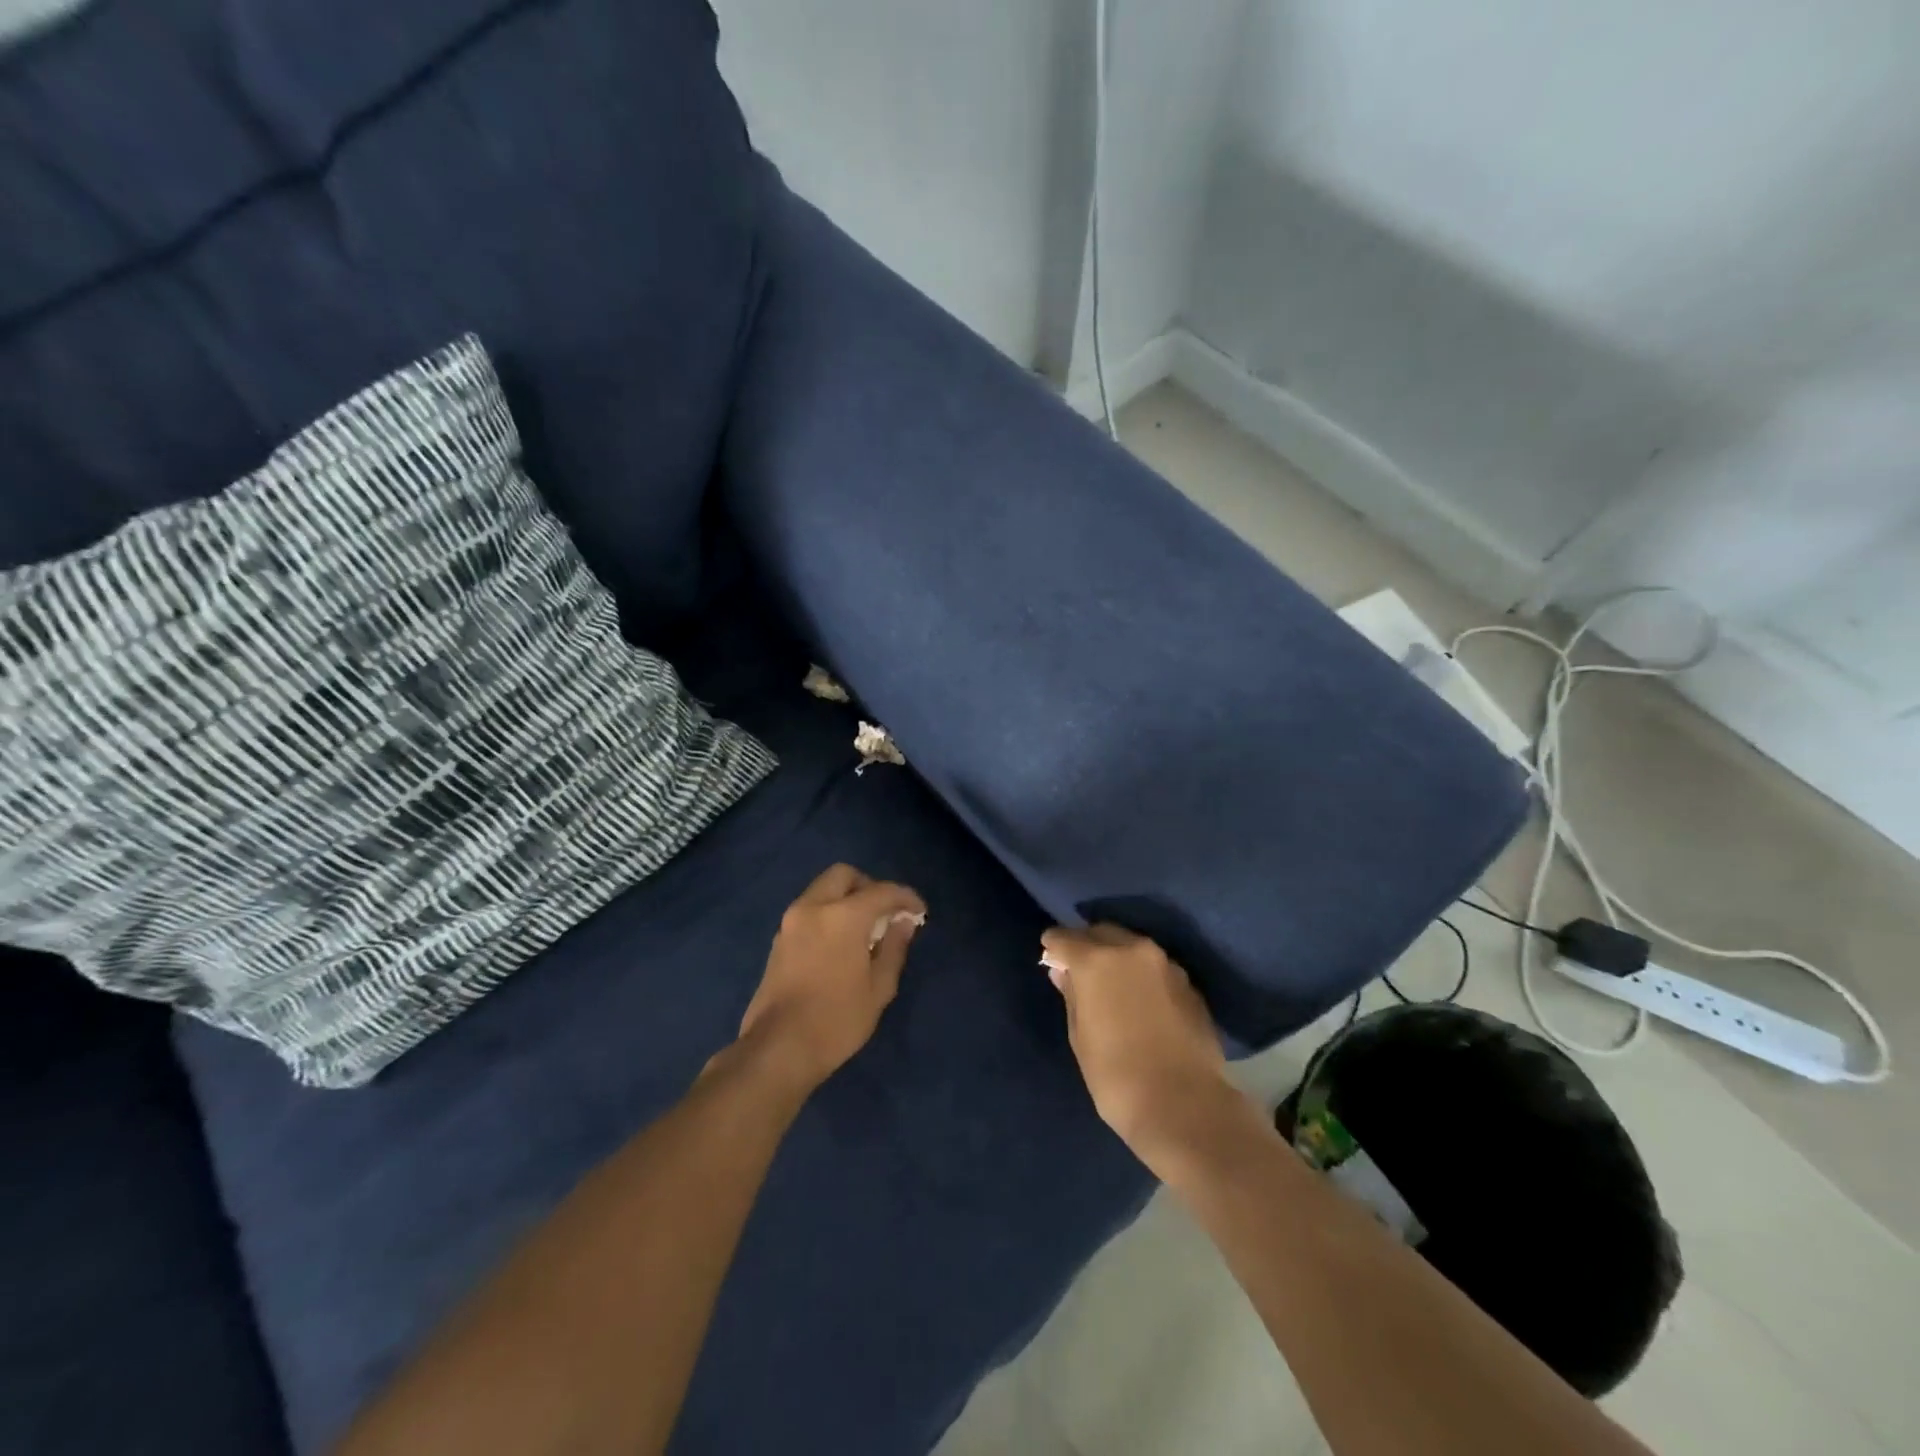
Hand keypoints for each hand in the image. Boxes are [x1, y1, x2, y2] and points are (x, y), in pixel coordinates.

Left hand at [736, 864, 925, 1093]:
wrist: (778, 1049)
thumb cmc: (836, 1020)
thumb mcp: (878, 988)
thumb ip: (894, 948)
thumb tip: (903, 923)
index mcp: (842, 916)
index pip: (881, 891)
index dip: (905, 898)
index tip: (919, 912)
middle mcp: (813, 908)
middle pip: (844, 875)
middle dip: (869, 886)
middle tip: (885, 913)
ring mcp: (791, 922)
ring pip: (822, 890)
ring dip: (846, 898)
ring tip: (865, 930)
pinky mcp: (779, 939)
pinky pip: (809, 909)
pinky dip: (828, 913)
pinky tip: (841, 943)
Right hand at [1040, 925, 1236, 1166]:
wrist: (1185, 1107)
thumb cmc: (1116, 1076)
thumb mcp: (1080, 1037)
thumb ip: (1071, 995)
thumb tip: (1064, 972)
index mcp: (1097, 960)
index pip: (1064, 937)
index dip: (1054, 947)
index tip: (1050, 957)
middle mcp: (1132, 949)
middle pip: (1101, 933)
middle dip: (1087, 945)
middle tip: (1080, 970)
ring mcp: (1166, 964)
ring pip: (1132, 946)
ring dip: (1118, 957)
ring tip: (1112, 986)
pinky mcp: (1189, 984)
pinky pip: (1156, 968)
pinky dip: (1142, 975)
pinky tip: (1141, 1001)